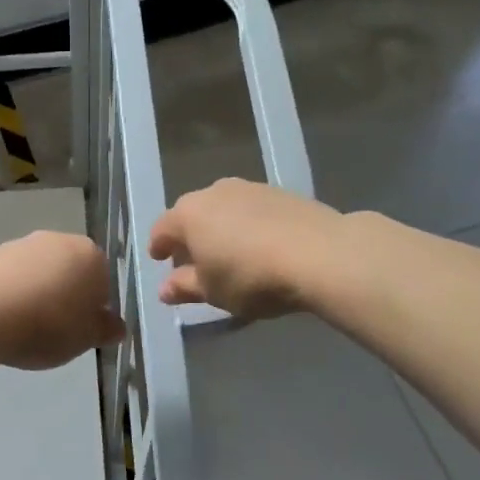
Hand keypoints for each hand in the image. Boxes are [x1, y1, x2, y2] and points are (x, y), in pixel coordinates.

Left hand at [0, 231, 124, 370]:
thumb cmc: (46, 326)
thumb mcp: (85, 338)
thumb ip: (105, 329)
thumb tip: (116, 324)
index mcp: (91, 255)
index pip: (105, 281)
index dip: (96, 308)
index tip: (82, 331)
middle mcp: (58, 240)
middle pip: (71, 271)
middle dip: (67, 297)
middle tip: (56, 330)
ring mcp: (22, 244)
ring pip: (40, 273)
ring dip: (38, 294)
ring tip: (26, 327)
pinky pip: (11, 278)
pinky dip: (12, 294)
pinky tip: (4, 318)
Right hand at [149, 178, 347, 318]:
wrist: (321, 254)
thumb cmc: (251, 277)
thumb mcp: (212, 291)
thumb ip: (184, 287)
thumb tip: (165, 288)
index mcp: (188, 214)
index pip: (162, 229)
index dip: (158, 247)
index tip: (159, 260)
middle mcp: (214, 192)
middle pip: (192, 215)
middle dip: (190, 237)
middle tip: (194, 261)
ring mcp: (250, 188)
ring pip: (223, 209)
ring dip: (220, 229)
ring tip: (230, 254)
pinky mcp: (282, 193)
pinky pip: (252, 210)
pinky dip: (248, 226)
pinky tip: (260, 246)